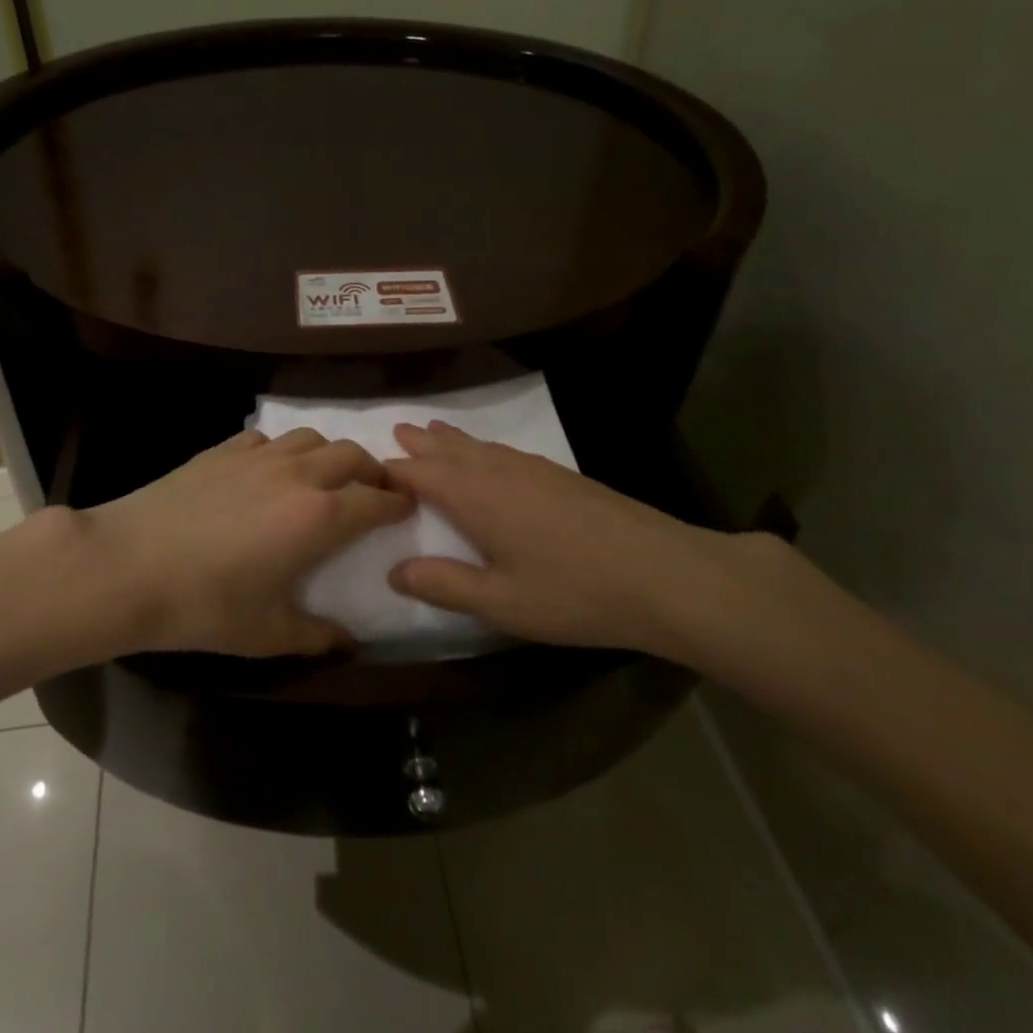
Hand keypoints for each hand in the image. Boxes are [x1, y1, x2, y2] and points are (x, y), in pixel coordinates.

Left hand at [75, 428, 411, 657]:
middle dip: (373, 470)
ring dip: (331, 454)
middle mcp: (298, 476)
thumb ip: (316, 636)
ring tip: (326, 476)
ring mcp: (258, 456)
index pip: (375, 500)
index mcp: (319, 518)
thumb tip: (349, 642)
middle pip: (352, 455)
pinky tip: (271, 470)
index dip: (397, 503)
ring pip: (312, 437)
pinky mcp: (223, 449)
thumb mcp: (266, 632)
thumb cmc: (204, 606)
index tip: (406, 508)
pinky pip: (269, 438)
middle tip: (374, 490)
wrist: (127, 566)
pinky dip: (284, 449)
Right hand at [384, 421, 791, 665]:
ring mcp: (536, 469)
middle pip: (451, 451)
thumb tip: (394, 572)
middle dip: (422, 444)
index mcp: (476, 497)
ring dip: (453, 440)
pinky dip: (484, 448)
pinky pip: (507, 451)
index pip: (421, 475)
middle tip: (397, 430)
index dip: (393, 472)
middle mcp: (500, 472)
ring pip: (481, 447)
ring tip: (433, 431)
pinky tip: (493, 456)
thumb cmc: (574, 593)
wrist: (664, 574)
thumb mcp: (501, 602)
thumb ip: (444, 585)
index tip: (368, 469)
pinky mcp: (564, 476)